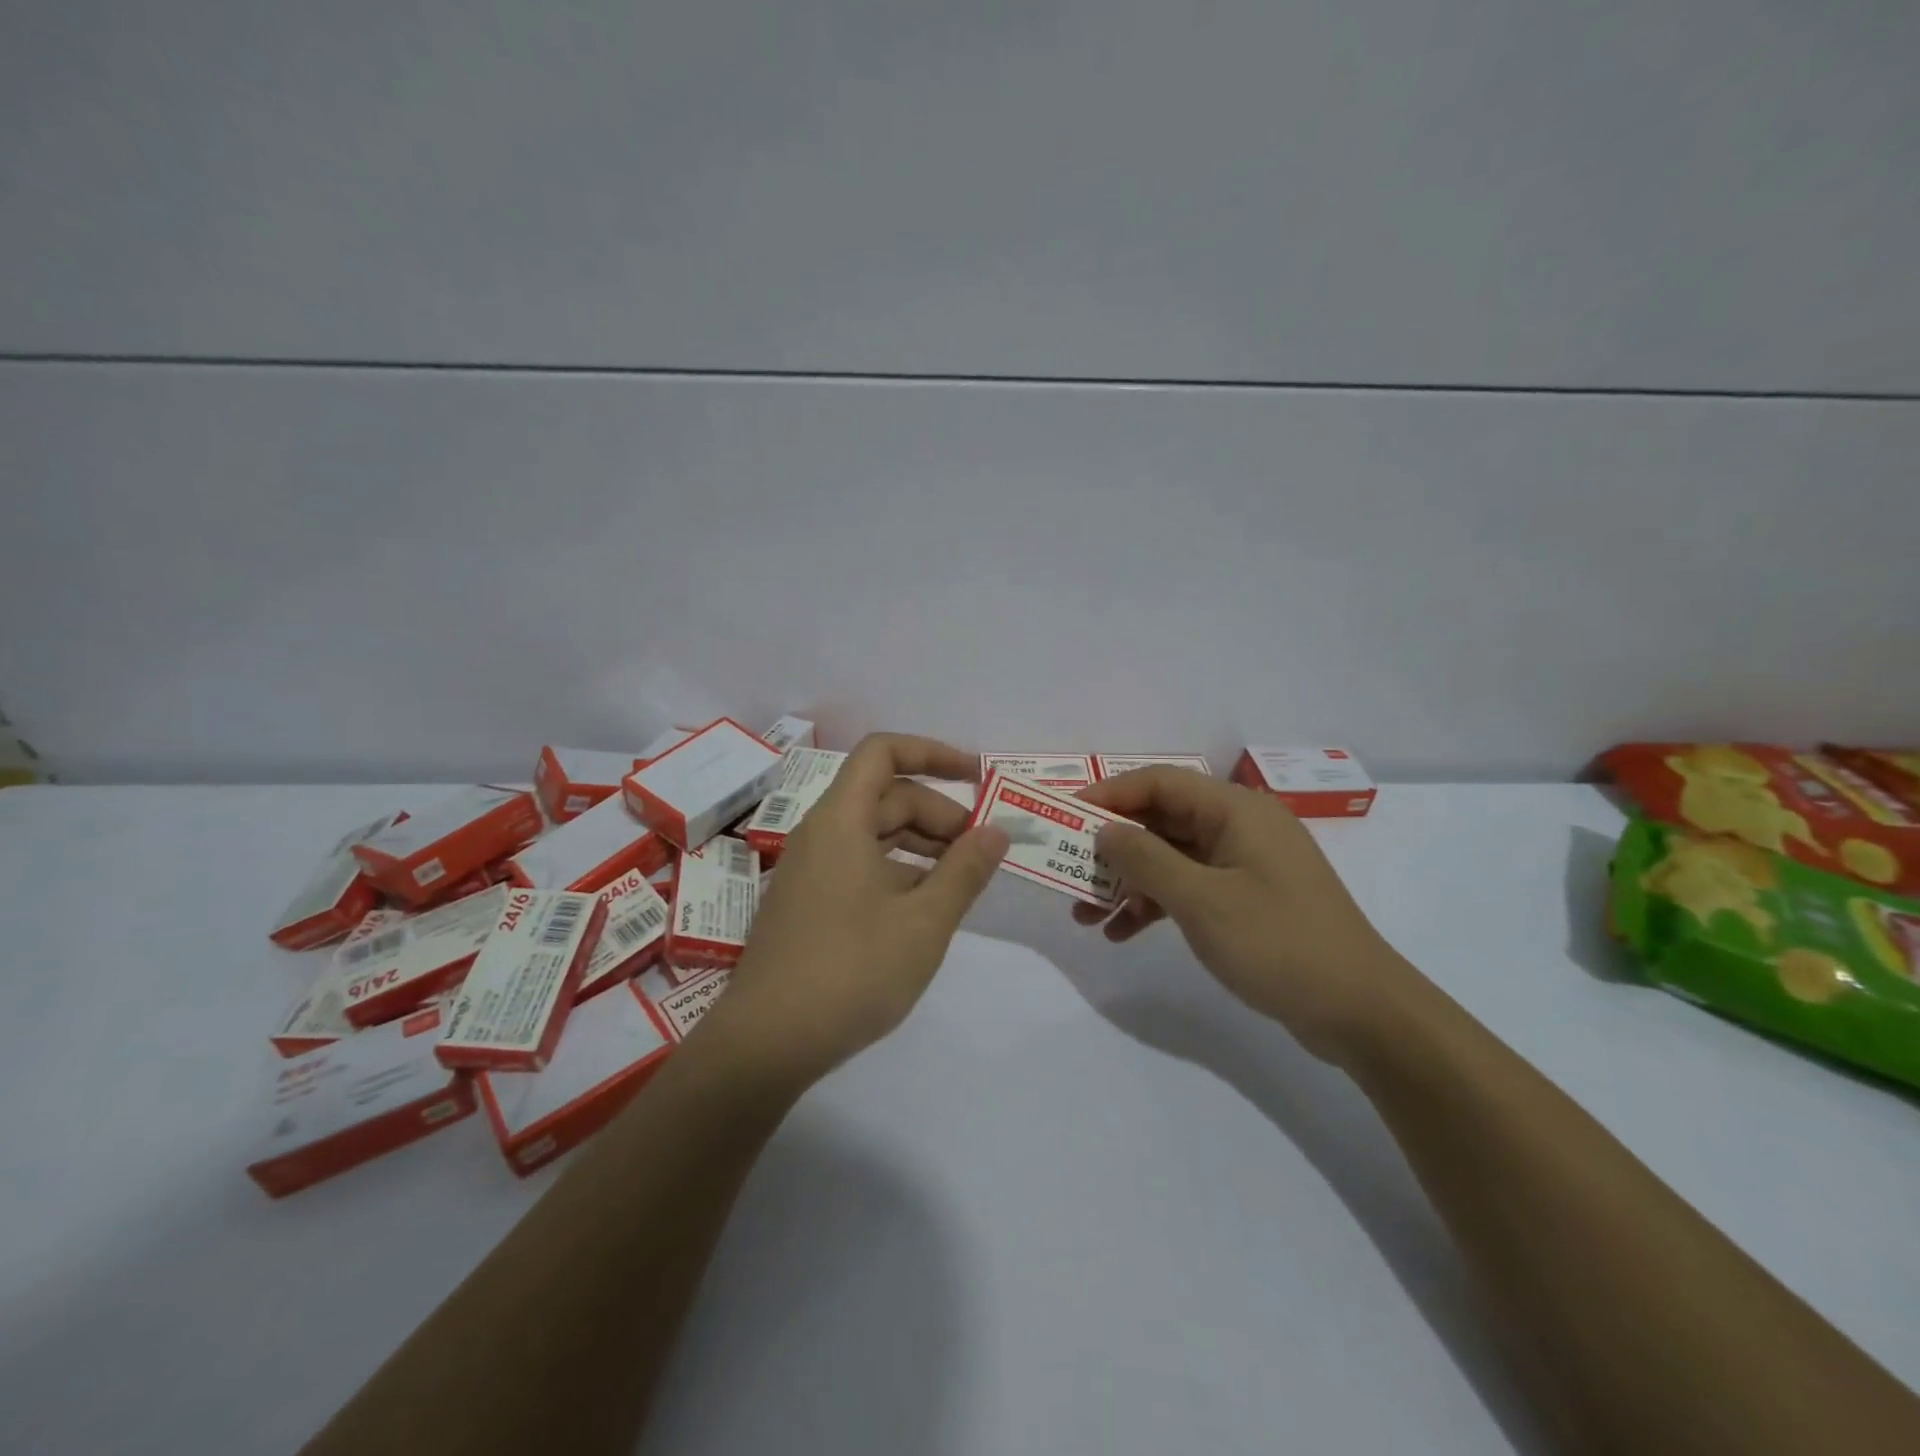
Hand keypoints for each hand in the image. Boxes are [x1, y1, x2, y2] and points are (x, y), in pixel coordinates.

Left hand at [707, 733, 1008, 1084]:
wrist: (766, 1042)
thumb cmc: (851, 972)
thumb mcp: (924, 922)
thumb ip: (965, 871)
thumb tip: (995, 832)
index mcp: (841, 820)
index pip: (884, 752)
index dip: (933, 753)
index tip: (977, 778)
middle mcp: (821, 833)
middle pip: (886, 796)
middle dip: (938, 813)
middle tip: (981, 851)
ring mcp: (810, 869)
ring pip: (874, 833)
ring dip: (921, 844)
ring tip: (962, 879)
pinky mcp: (808, 902)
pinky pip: (860, 864)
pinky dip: (898, 871)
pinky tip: (924, 908)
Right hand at [1073, 767, 1423, 1063]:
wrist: (1361, 1013)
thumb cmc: (1279, 943)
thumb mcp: (1201, 900)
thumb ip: (1145, 859)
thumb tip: (1104, 831)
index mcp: (1235, 810)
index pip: (1159, 782)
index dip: (1109, 795)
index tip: (1065, 818)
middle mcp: (1239, 827)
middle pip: (1161, 820)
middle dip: (1112, 847)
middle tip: (1068, 871)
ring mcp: (1244, 865)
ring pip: (1170, 857)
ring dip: (1128, 882)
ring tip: (1084, 914)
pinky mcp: (1246, 899)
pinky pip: (1188, 888)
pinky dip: (1154, 905)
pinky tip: (1121, 933)